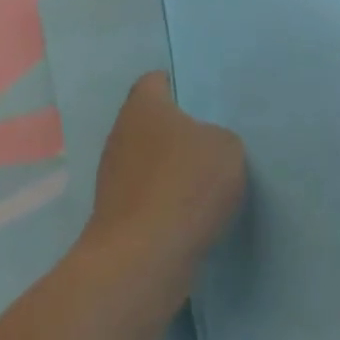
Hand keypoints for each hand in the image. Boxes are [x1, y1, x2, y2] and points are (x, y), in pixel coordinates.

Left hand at [85, 73, 246, 276]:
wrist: (144, 258)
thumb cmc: (187, 185)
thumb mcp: (227, 148)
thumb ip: (218, 137)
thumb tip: (205, 146)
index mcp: (143, 107)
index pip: (156, 81)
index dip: (179, 86)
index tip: (205, 101)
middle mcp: (120, 135)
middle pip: (150, 123)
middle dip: (177, 131)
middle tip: (212, 140)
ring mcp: (112, 177)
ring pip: (148, 161)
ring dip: (170, 169)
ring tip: (207, 180)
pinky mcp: (115, 215)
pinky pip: (147, 196)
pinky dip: (165, 201)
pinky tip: (191, 213)